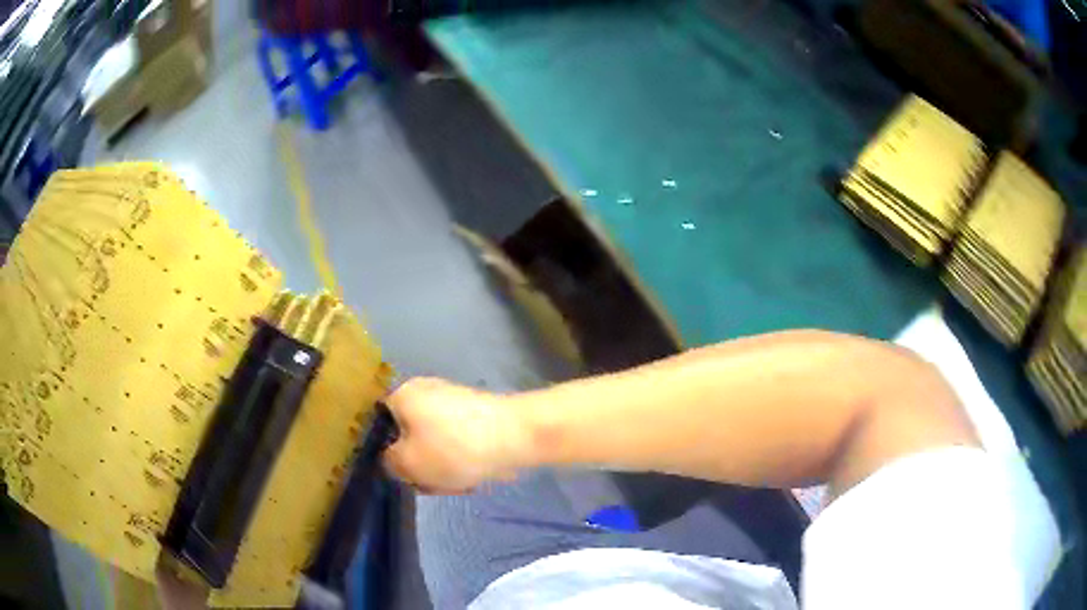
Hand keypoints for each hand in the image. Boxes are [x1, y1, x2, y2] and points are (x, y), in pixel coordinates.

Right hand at [382, 378, 530, 493]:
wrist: (517, 436)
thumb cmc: (454, 448)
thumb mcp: (408, 463)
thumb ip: (389, 463)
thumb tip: (392, 460)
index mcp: (403, 395)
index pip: (380, 424)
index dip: (386, 452)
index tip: (401, 473)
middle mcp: (426, 391)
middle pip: (410, 437)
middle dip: (420, 464)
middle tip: (432, 482)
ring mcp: (455, 401)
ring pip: (436, 444)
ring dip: (443, 467)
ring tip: (459, 482)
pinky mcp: (478, 415)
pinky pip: (459, 442)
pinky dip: (464, 460)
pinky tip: (475, 475)